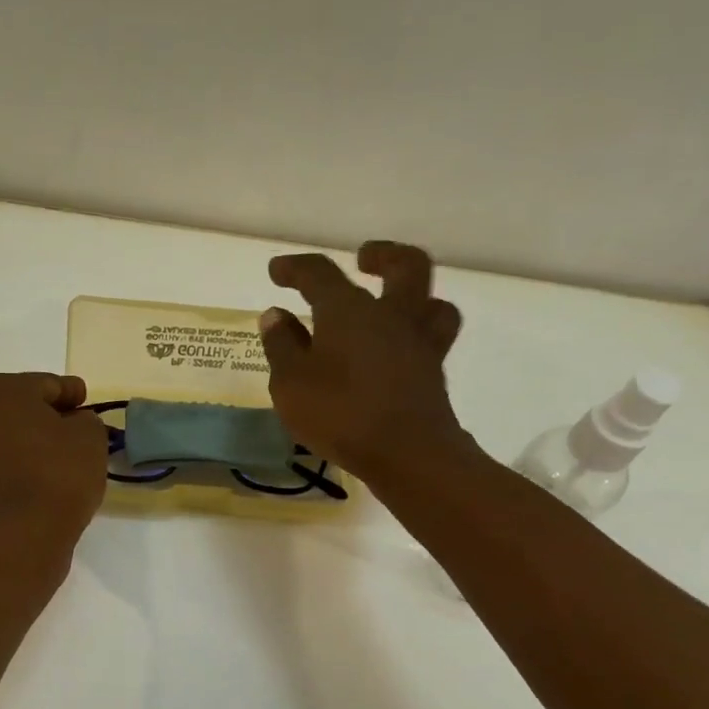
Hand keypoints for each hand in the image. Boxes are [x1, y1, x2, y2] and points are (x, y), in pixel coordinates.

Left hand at [0, 372, 106, 554]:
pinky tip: (44, 479)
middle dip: (46, 416)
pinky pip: (1, 467)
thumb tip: (72, 425)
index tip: (86, 403)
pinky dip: (20, 467)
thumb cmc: (57, 473)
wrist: (22, 536)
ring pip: (7, 438)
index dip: (70, 393)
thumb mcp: (89, 436)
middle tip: (76, 430)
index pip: (45, 385)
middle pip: (19, 409)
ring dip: (31, 443)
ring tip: (62, 458)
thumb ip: (85, 420)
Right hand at [258, 241, 472, 477]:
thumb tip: (275, 315)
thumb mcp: (290, 382)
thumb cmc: (338, 413)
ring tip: (393, 304)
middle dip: (383, 255)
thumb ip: (281, 346)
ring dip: (414, 295)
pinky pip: (432, 338)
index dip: (295, 268)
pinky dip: (415, 335)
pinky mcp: (433, 373)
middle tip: (364, 259)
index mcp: (348, 310)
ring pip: (432, 301)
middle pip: (404, 266)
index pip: (319, 273)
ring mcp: (419, 343)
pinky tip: (398, 351)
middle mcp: (390, 314)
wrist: (406, 452)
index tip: (277, 270)